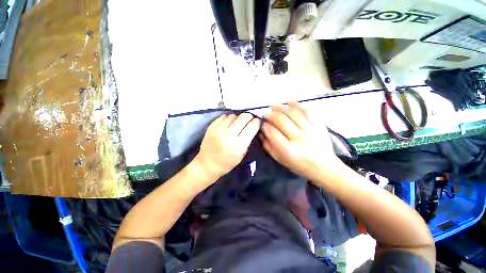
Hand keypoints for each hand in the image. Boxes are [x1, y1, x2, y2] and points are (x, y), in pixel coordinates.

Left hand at [195, 113, 260, 178]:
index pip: (252, 126)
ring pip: (234, 115)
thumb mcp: (242, 154)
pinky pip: (224, 116)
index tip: (257, 123)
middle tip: (249, 121)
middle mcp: (228, 135)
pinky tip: (229, 125)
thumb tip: (254, 124)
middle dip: (249, 117)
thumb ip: (248, 139)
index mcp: (238, 145)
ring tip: (237, 124)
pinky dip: (229, 119)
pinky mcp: (211, 126)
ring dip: (238, 118)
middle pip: (244, 117)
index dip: (257, 122)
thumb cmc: (227, 162)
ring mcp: (218, 129)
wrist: (207, 164)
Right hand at [261, 103, 339, 178]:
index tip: (262, 124)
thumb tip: (261, 132)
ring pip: (292, 113)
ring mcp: (310, 130)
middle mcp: (299, 138)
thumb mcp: (279, 159)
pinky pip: (306, 110)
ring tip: (274, 107)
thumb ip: (268, 146)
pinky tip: (288, 104)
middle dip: (271, 115)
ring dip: (281, 107)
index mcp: (289, 150)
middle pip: (281, 120)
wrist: (324, 166)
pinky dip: (295, 105)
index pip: (272, 132)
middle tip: (266, 114)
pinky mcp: (319, 124)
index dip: (265, 126)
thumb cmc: (299, 165)